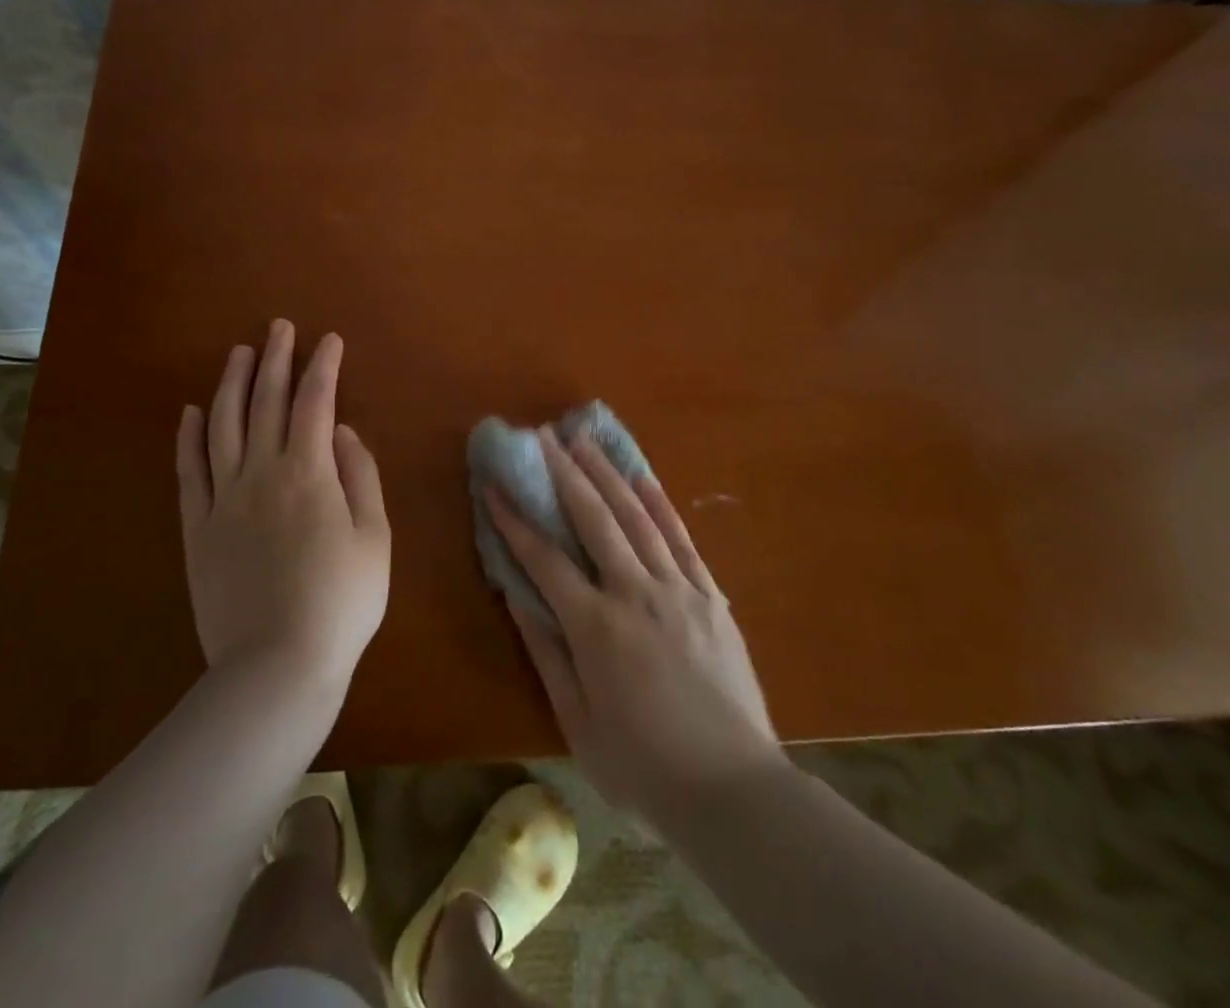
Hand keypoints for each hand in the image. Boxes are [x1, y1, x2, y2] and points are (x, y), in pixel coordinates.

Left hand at [176, 321, 389, 693]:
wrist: (277, 665)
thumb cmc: (341, 601)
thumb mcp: (374, 537)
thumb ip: (360, 477)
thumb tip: (343, 431)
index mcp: (309, 472)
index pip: (314, 403)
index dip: (323, 367)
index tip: (330, 340)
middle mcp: (261, 472)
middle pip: (265, 402)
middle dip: (275, 359)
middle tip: (279, 328)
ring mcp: (223, 498)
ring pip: (223, 425)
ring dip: (231, 383)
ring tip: (239, 353)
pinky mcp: (197, 527)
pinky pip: (189, 471)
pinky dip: (190, 436)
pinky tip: (192, 411)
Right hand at [493, 430, 781, 829]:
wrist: (735, 792)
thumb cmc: (644, 768)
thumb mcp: (578, 723)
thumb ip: (546, 654)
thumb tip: (516, 596)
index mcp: (596, 628)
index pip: (544, 560)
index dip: (514, 520)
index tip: (494, 486)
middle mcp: (635, 594)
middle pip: (593, 519)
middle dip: (564, 473)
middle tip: (543, 437)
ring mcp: (678, 590)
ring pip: (637, 517)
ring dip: (607, 474)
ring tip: (584, 439)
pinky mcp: (711, 596)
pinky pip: (682, 539)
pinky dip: (661, 503)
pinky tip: (643, 476)